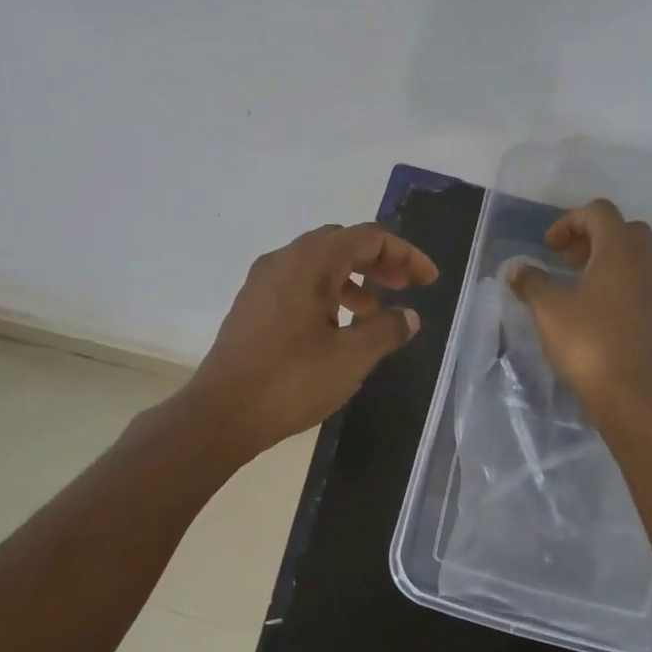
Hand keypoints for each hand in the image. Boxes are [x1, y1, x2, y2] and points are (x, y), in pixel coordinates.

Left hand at [187, 222, 438, 454]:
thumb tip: (408, 316)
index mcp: (310, 262)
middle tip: (405, 288)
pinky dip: (328, 296)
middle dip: (379, 263)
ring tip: (376, 315)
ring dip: (354, 282)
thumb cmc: (291, 381)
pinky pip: (300, 286)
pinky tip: (339, 329)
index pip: (368, 237)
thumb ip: (387, 330)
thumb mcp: (352, 357)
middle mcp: (283, 260)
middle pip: (342, 244)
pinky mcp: (253, 307)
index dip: (405, 254)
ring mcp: (263, 283)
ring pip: (319, 266)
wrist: (222, 414)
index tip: (429, 281)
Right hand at [505, 198, 651, 424]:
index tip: (549, 247)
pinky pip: (643, 280)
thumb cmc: (587, 343)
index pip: (599, 212)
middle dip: (593, 237)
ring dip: (609, 259)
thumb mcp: (548, 310)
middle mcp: (646, 261)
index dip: (570, 221)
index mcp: (620, 251)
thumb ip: (532, 282)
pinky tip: (599, 308)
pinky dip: (622, 281)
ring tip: (581, 284)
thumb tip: (517, 269)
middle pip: (624, 229)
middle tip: (567, 260)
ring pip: (637, 255)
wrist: (629, 393)